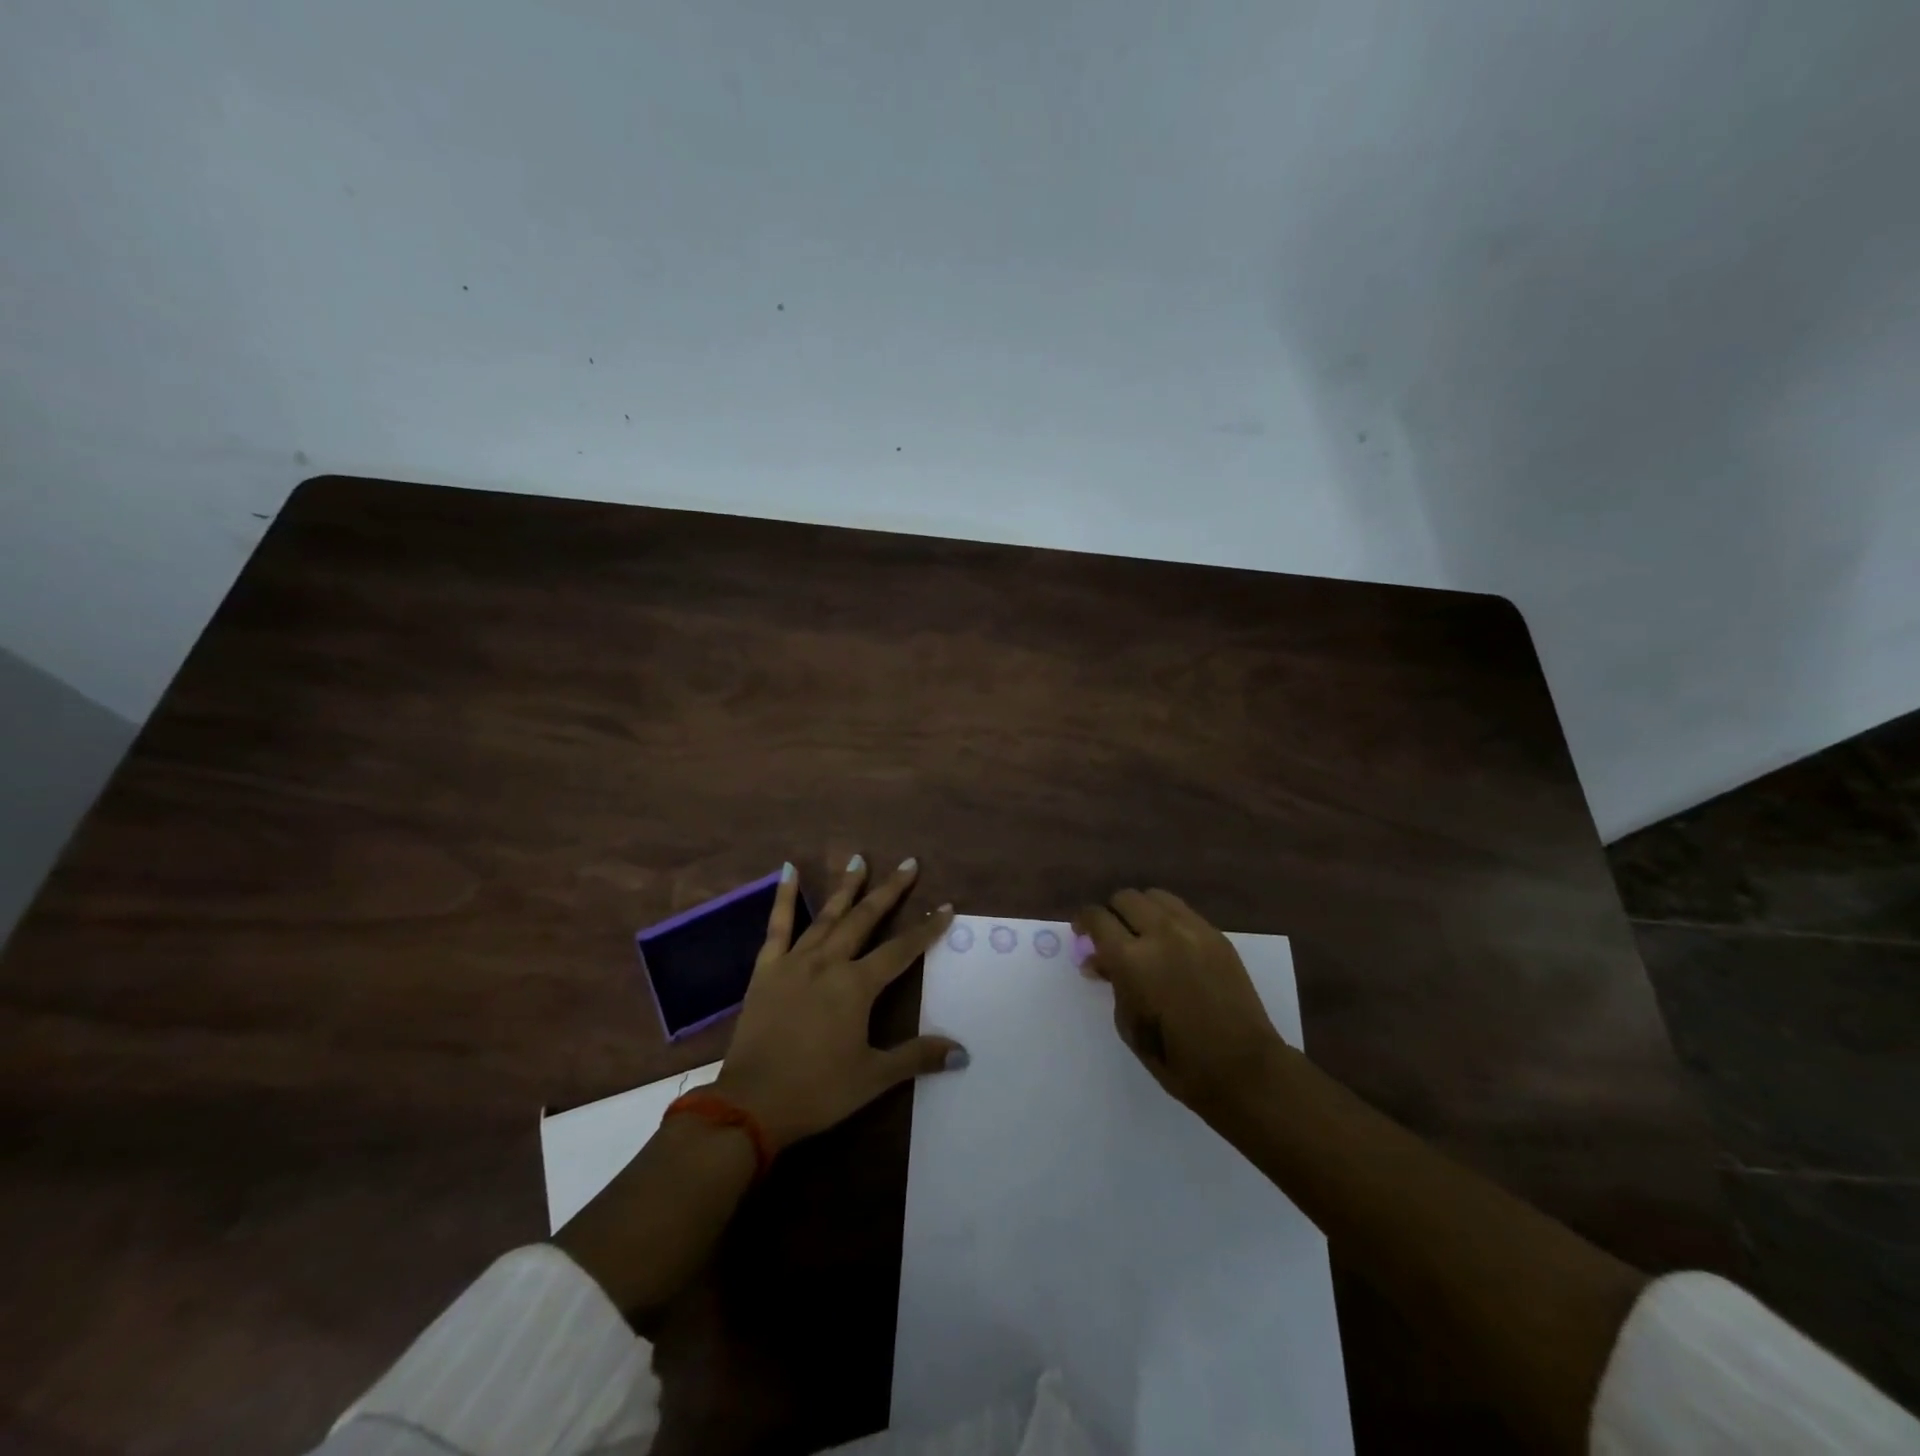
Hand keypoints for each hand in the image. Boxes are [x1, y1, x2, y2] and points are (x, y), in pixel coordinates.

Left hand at [714, 856, 967, 1150]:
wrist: (751, 1104)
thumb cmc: (817, 1091)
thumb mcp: (873, 1076)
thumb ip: (917, 1057)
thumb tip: (962, 1052)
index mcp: (857, 986)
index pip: (901, 950)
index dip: (926, 929)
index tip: (946, 907)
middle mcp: (829, 962)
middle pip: (865, 919)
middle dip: (890, 891)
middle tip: (908, 864)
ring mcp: (795, 962)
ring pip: (828, 916)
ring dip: (846, 887)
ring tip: (859, 859)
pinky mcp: (767, 969)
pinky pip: (777, 926)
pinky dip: (784, 897)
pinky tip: (788, 870)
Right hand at [1073, 888, 1285, 1126]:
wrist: (1242, 1068)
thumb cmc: (1176, 1058)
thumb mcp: (1129, 1024)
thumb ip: (1113, 983)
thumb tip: (1100, 962)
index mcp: (1131, 959)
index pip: (1097, 918)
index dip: (1083, 921)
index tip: (1081, 932)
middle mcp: (1160, 933)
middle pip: (1125, 898)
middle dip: (1112, 913)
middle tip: (1111, 935)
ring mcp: (1193, 930)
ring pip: (1155, 897)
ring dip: (1141, 910)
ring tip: (1142, 934)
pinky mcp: (1217, 936)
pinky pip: (1183, 912)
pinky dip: (1168, 919)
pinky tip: (1171, 945)